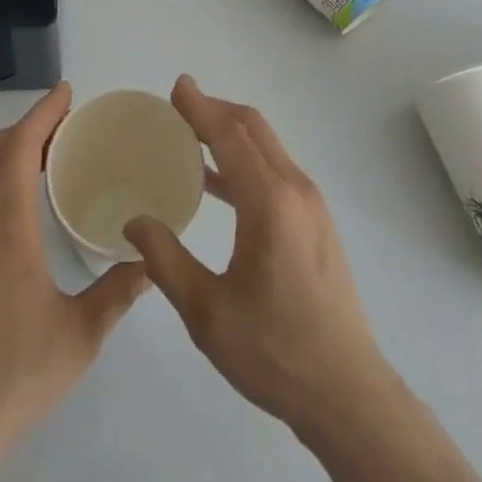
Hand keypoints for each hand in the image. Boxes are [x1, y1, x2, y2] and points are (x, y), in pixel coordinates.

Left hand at [0, 83, 147, 463]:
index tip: (66, 92)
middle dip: (29, 127)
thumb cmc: (15, 375)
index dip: (42, 113)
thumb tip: (150, 260)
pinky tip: (19, 225)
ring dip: (11, 159)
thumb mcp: (80, 336)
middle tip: (66, 126)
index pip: (20, 148)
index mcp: (6, 229)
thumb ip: (118, 291)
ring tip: (48, 167)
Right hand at [125, 75, 397, 437]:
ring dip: (231, 134)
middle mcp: (295, 189)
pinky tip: (218, 184)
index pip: (230, 135)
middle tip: (179, 108)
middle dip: (216, 110)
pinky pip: (276, 171)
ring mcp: (312, 205)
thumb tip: (134, 221)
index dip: (200, 108)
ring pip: (267, 148)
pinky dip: (246, 160)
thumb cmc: (274, 351)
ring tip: (192, 138)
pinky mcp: (317, 223)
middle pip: (253, 129)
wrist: (348, 394)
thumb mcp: (207, 313)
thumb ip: (166, 260)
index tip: (177, 87)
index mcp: (270, 202)